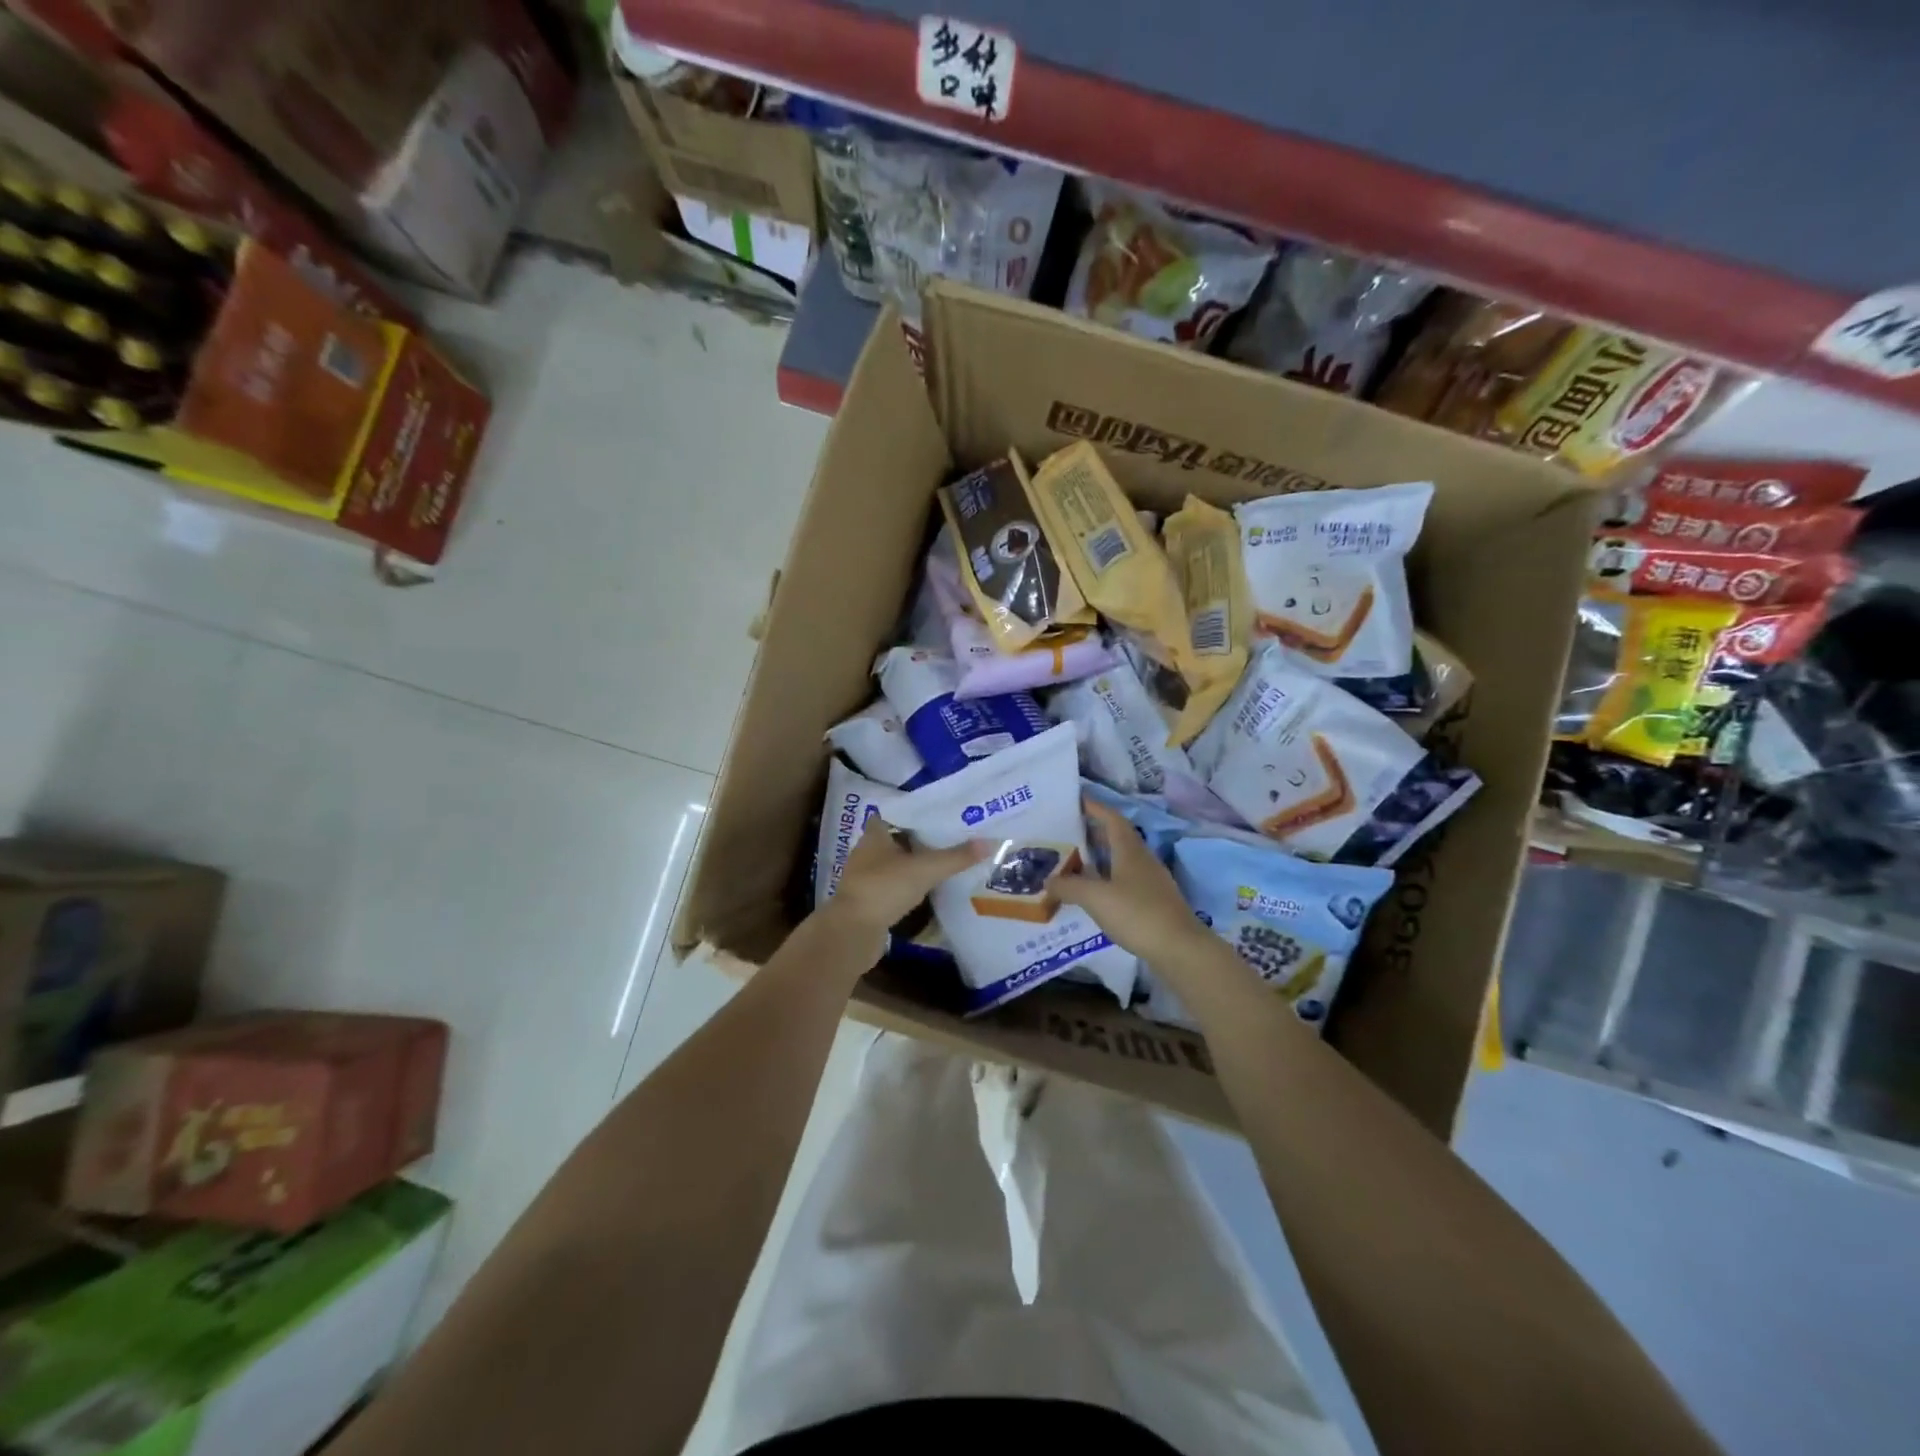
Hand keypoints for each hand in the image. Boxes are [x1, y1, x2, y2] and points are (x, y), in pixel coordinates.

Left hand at [825, 820, 986, 937]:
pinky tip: (928, 892)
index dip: (913, 814)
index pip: (893, 815)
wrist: (852, 932)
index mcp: (874, 835)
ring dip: (913, 866)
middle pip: (895, 841)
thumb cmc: (884, 888)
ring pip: (894, 866)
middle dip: (918, 841)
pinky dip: (908, 889)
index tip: (938, 815)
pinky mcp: (869, 903)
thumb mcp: (925, 869)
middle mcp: (866, 853)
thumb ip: (956, 857)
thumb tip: (990, 842)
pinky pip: (892, 889)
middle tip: (950, 838)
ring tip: (944, 864)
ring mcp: (865, 879)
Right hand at [1053, 799, 1214, 966]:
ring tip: (1076, 862)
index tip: (1077, 799)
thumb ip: (1069, 887)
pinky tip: (1095, 893)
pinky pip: (1126, 881)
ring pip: (1122, 860)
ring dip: (1101, 857)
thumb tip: (1048, 880)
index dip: (1095, 807)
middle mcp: (1142, 859)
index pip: (1112, 818)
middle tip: (1068, 833)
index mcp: (1129, 850)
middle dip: (1094, 832)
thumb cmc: (1136, 913)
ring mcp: (1151, 881)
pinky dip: (1108, 879)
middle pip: (1117, 837)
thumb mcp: (1095, 898)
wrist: (1180, 949)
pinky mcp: (1154, 902)